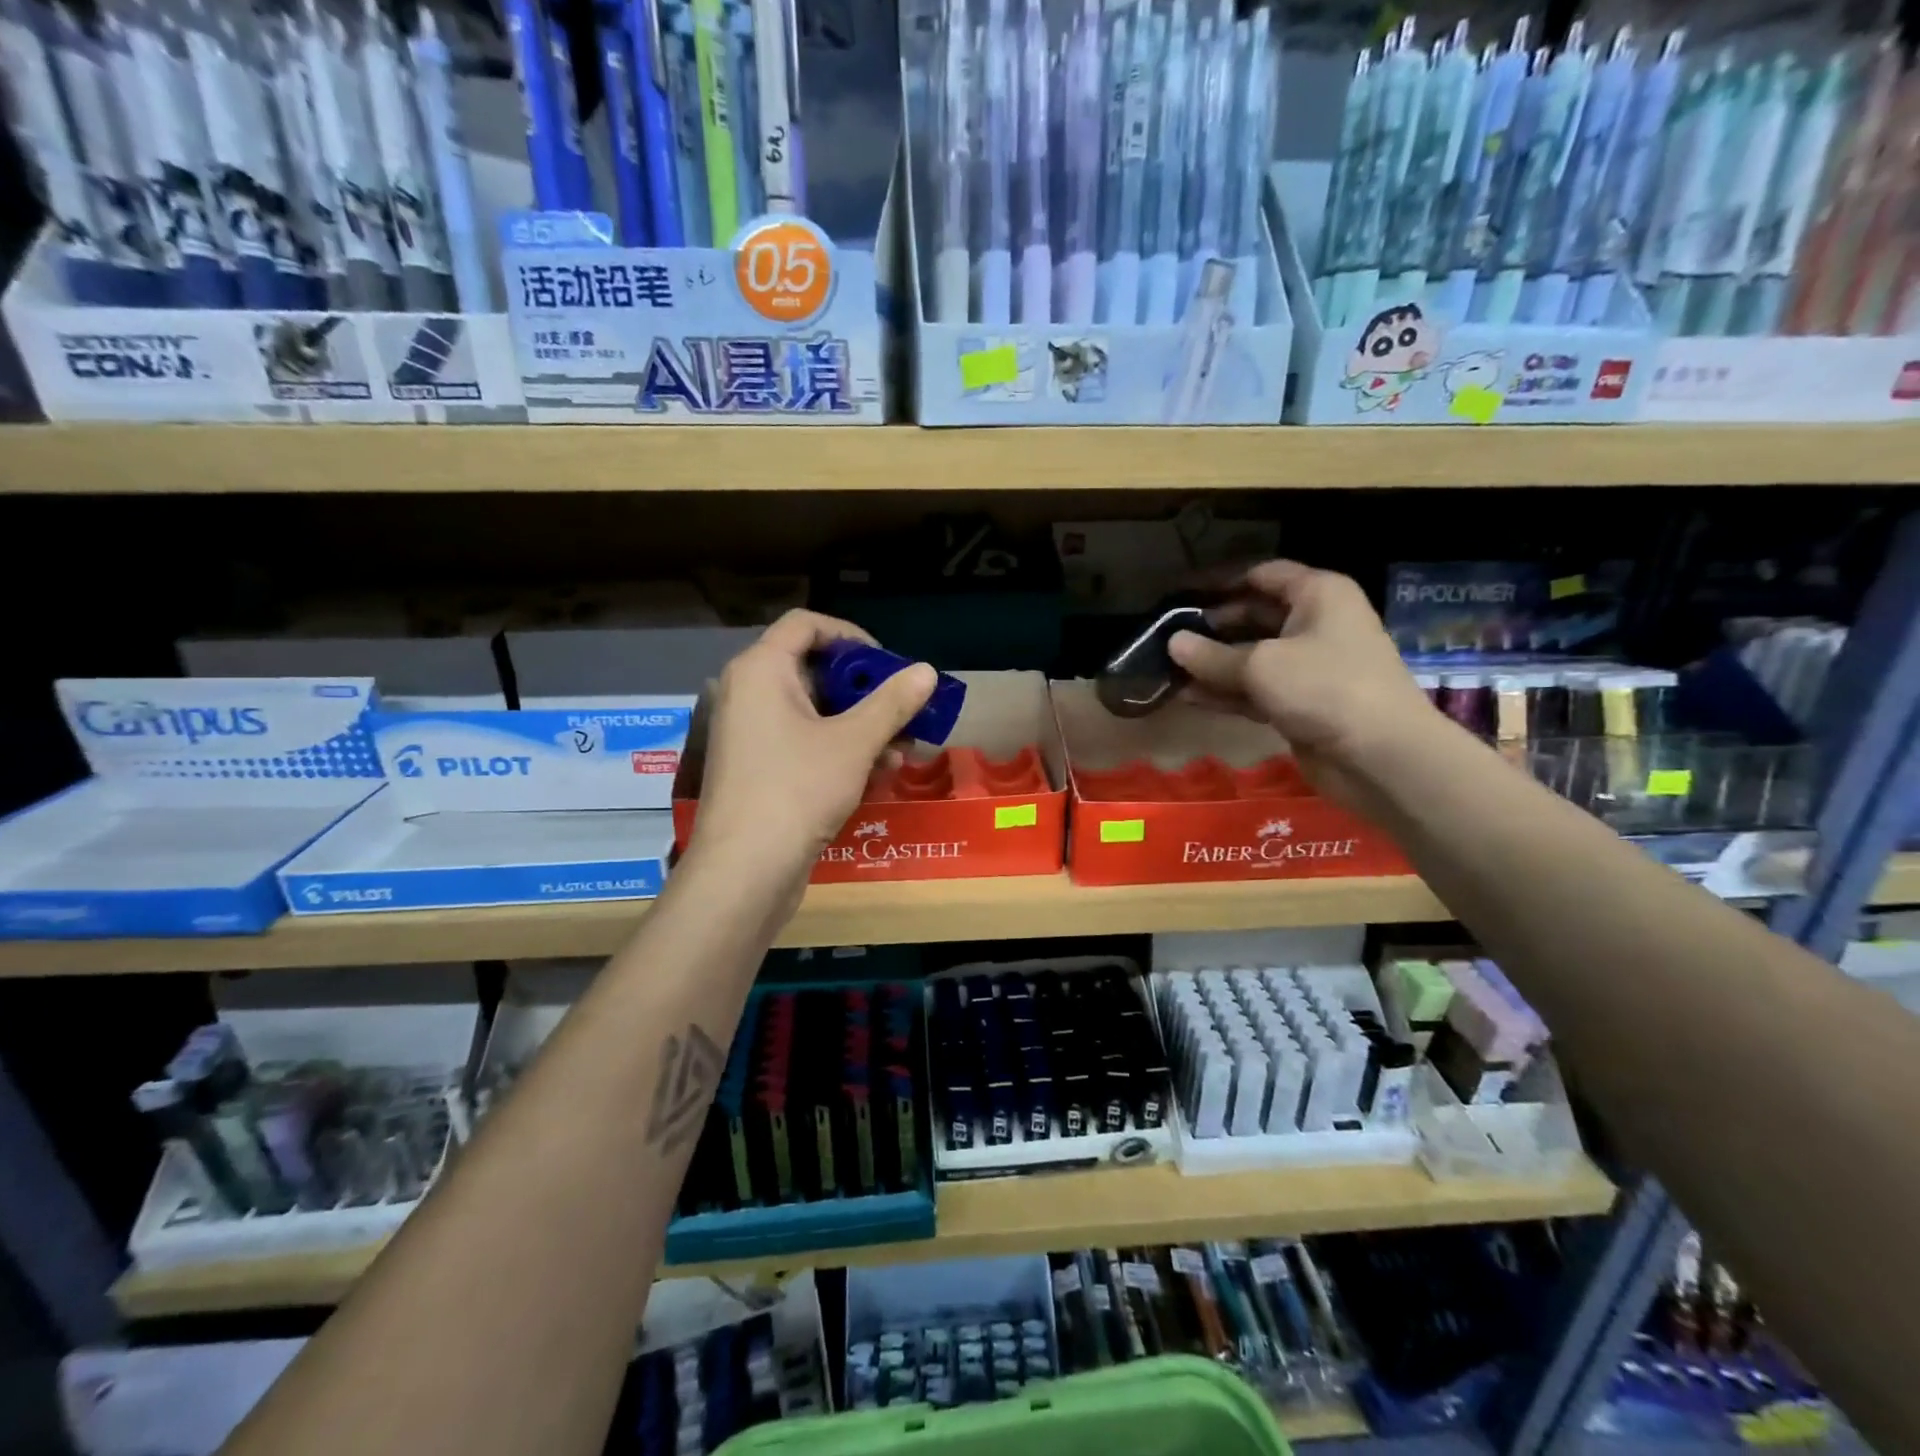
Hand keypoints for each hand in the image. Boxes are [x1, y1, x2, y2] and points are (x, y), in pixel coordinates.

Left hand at [691, 610, 935, 895]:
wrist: (745, 870)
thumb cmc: (797, 789)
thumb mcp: (854, 742)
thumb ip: (892, 703)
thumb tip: (927, 671)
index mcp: (762, 670)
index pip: (806, 624)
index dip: (851, 636)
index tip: (887, 663)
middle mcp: (749, 693)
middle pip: (814, 670)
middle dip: (865, 690)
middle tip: (903, 708)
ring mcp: (751, 733)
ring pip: (814, 712)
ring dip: (861, 725)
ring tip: (902, 749)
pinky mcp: (758, 768)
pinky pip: (804, 742)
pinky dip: (840, 750)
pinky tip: (878, 774)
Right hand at [1168, 560, 1436, 809]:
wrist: (1381, 756)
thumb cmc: (1324, 688)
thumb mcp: (1260, 666)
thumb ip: (1211, 655)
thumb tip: (1172, 642)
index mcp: (1318, 595)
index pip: (1262, 575)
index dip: (1221, 583)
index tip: (1180, 595)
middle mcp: (1315, 623)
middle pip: (1254, 616)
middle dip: (1212, 628)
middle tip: (1166, 637)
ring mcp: (1308, 667)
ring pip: (1251, 657)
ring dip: (1213, 664)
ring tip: (1167, 669)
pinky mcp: (1301, 703)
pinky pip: (1256, 690)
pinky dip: (1226, 692)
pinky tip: (1188, 696)